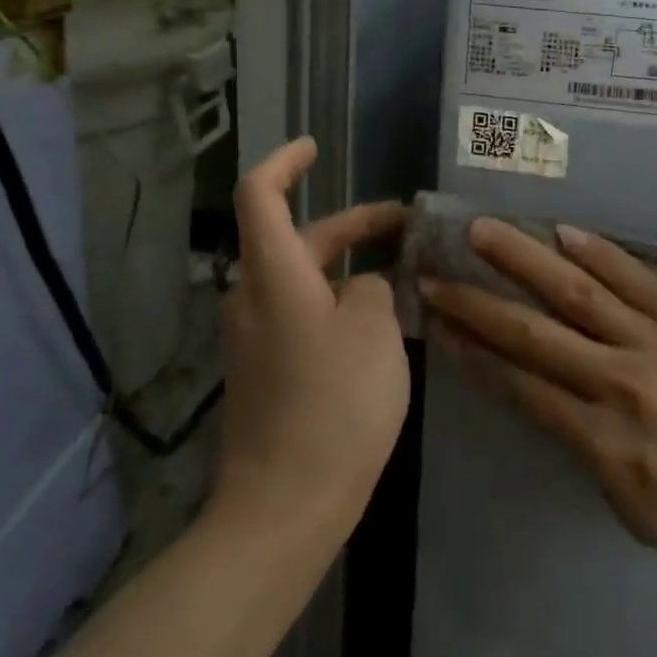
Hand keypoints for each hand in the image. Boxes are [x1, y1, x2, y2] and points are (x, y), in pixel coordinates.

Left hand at [214, 139, 410, 537]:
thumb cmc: (334, 406)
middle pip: (294, 238)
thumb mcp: (374, 332)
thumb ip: (374, 289)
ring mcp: (253, 338)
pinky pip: (300, 315)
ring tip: (403, 277)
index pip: (260, 194)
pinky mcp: (263, 371)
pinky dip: (335, 303)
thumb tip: (361, 289)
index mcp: (273, 275)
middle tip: (404, 224)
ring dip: (347, 267)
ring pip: (301, 280)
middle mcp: (252, 297)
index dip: (285, 162)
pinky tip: (376, 326)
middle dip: (350, 225)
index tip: (314, 148)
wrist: (283, 508)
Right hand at [420, 219, 656, 606]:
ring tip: (487, 231)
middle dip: (480, 303)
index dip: (474, 352)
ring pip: (581, 293)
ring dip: (527, 260)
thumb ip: (583, 443)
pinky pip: (640, 281)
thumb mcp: (626, 503)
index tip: (439, 324)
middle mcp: (622, 383)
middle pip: (536, 333)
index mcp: (602, 440)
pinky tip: (566, 232)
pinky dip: (601, 253)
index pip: (521, 384)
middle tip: (438, 273)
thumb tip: (551, 392)